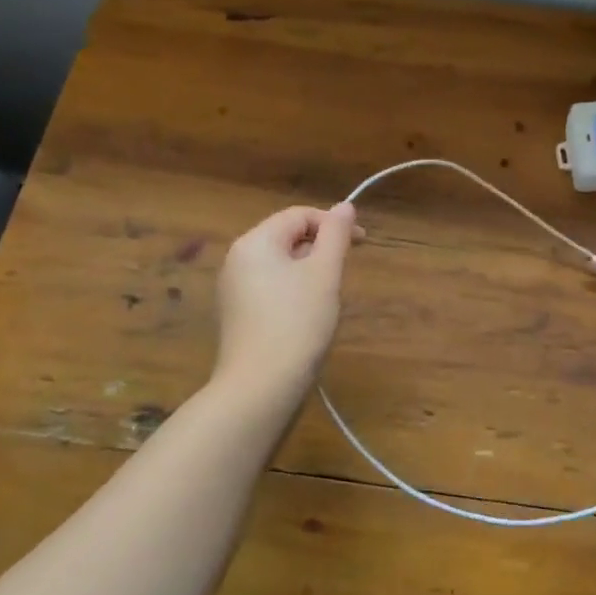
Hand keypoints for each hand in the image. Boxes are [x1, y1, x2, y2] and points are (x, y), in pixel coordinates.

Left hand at [212, 203, 360, 397]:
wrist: (260, 388)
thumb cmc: (297, 323)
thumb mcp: (324, 273)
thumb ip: (336, 235)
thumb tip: (345, 206)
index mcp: (255, 242)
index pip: (299, 216)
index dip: (333, 223)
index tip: (362, 243)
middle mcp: (237, 259)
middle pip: (287, 237)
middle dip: (321, 248)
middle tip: (346, 272)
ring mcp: (233, 290)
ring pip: (280, 264)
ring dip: (310, 270)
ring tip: (329, 296)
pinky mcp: (237, 316)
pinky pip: (271, 288)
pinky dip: (294, 291)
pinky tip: (308, 316)